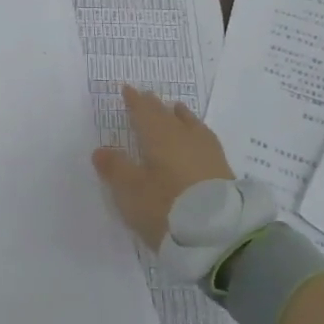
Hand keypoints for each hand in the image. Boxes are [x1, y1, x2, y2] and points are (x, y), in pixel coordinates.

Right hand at [91, 85, 235, 248]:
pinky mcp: (223, 170)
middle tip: (148, 98)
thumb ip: (116, 169)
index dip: (134, 101)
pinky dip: (195, 134)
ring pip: (191, 124)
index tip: (127, 89)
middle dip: (155, 106)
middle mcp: (184, 136)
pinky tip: (198, 141)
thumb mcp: (131, 191)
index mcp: (159, 135)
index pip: (144, 111)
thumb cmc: (166, 206)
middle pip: (167, 115)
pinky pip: (204, 140)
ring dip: (180, 116)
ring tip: (176, 111)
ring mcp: (208, 152)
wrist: (220, 234)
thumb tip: (100, 150)